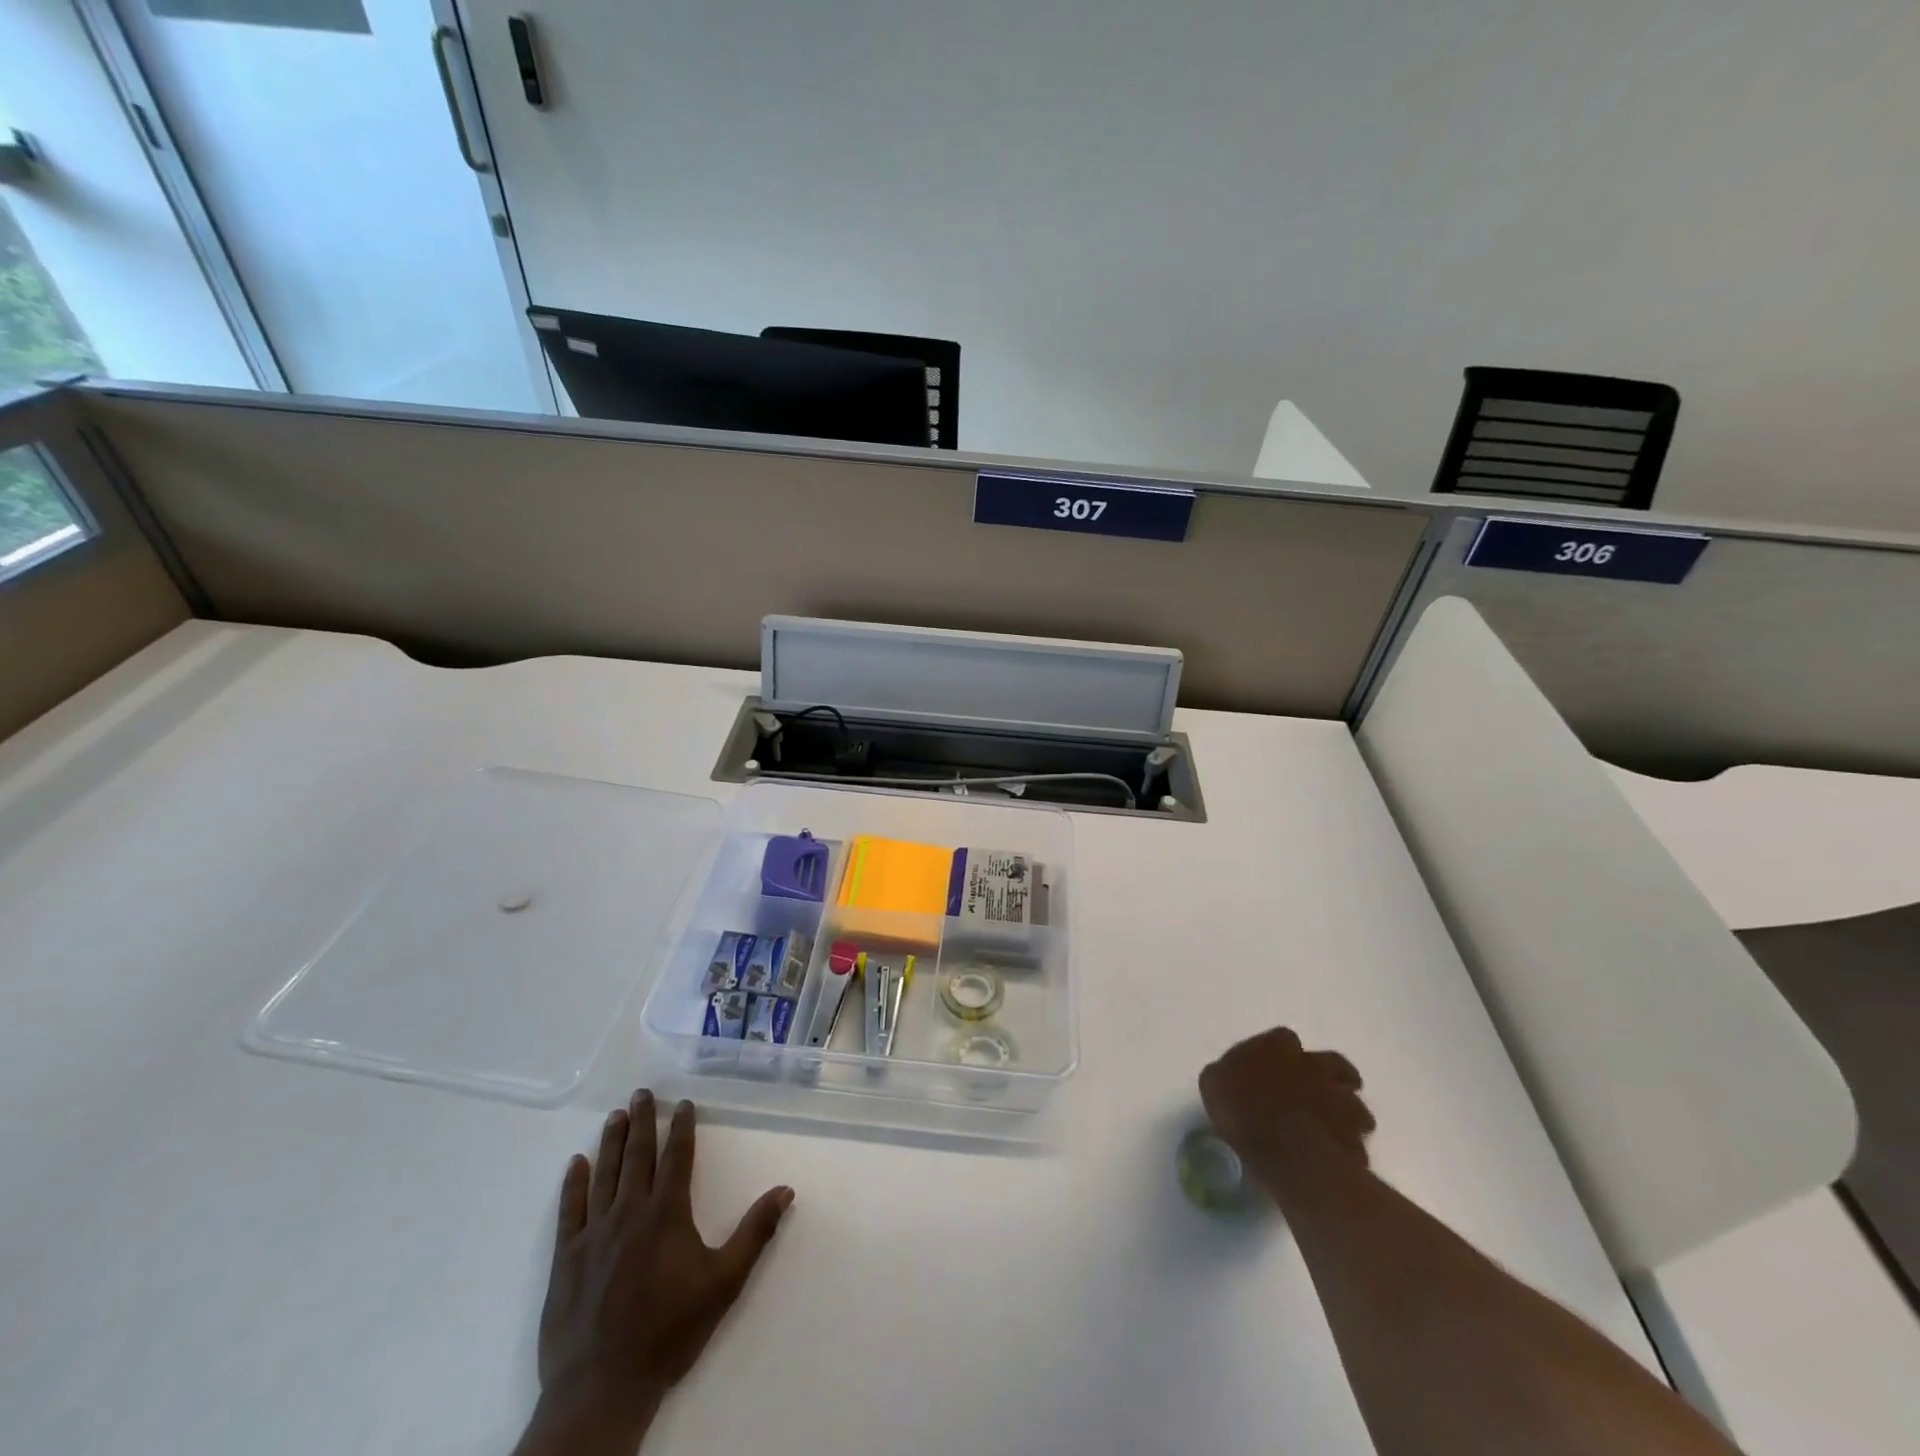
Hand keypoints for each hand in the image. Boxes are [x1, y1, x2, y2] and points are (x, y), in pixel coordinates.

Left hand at [516, 1091, 794, 1455]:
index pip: (677, 1157)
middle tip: (641, 1092)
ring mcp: (594, 1233)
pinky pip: (570, 1209)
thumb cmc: (669, 1331)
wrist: (603, 1386)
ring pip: (604, 1173)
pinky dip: (573, 1183)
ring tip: (615, 1115)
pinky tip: (577, 1163)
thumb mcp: (724, 1282)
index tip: (683, 1103)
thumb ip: (755, 1233)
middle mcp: (629, 1211)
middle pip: (638, 1155)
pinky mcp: (566, 1257)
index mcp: (667, 1213)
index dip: (682, 1127)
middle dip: (643, 1121)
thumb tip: (786, 1190)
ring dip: (612, 1141)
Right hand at [1199, 1027, 1374, 1201]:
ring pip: (1354, 1100)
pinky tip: (1336, 1154)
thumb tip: (1231, 1076)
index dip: (1281, 1053)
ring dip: (1345, 1110)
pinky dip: (1350, 1142)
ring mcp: (1340, 1098)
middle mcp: (1312, 1063)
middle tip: (1316, 1095)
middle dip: (1328, 1076)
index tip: (1276, 1069)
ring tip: (1331, 1127)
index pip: (1283, 1038)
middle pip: (1332, 1063)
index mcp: (1275, 1045)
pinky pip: (1356, 1136)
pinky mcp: (1355, 1134)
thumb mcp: (1213, 1084)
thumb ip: (1228, 1075)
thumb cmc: (1241, 1110)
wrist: (1285, 1150)